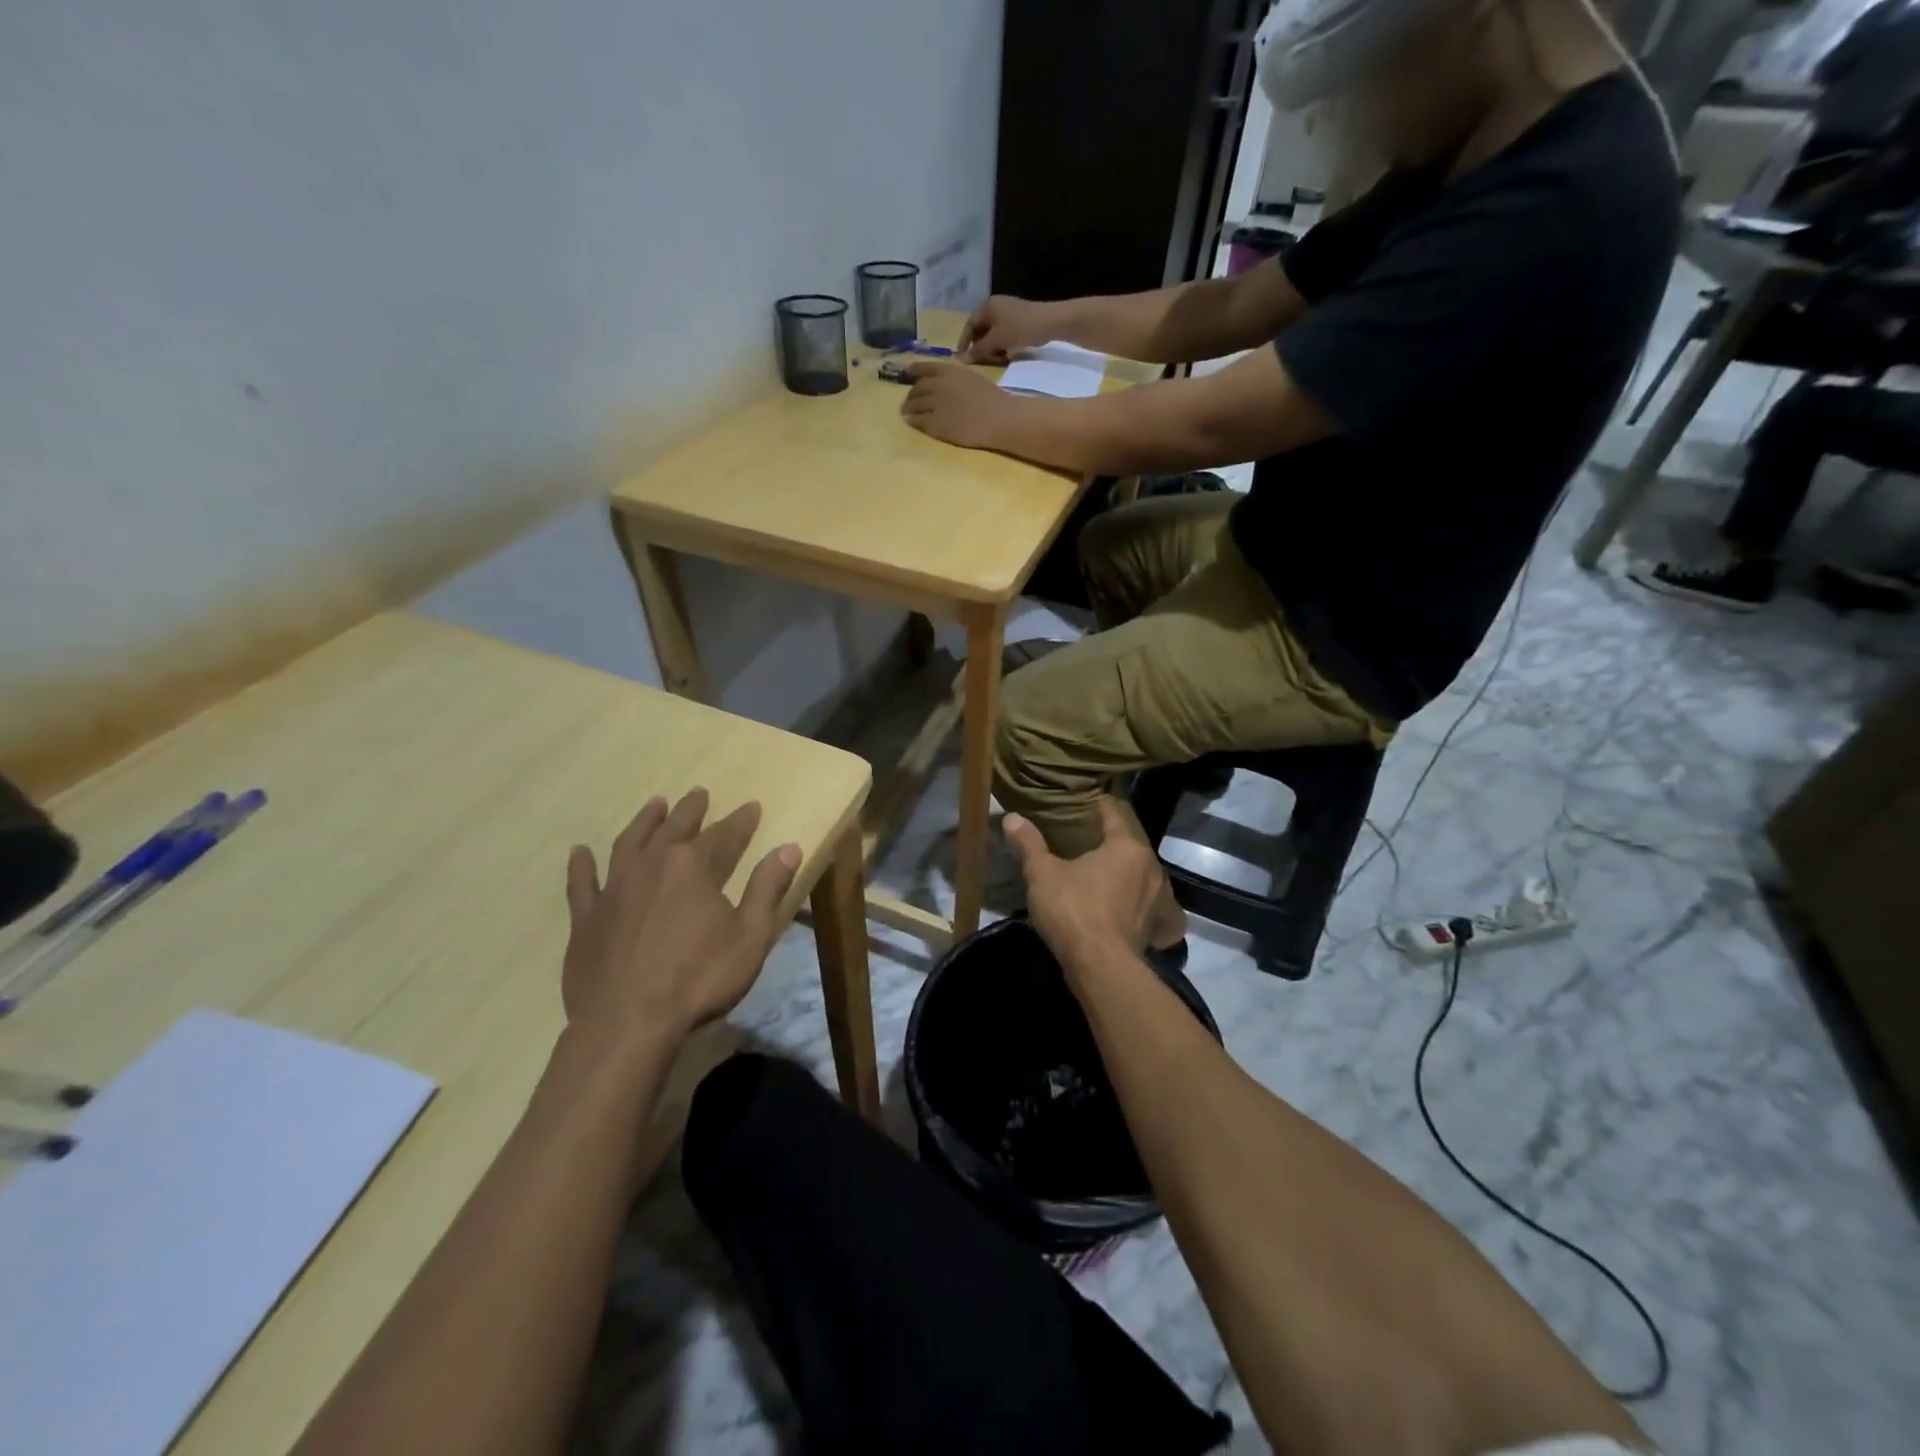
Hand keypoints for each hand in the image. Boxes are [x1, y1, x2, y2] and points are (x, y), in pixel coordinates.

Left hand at [562, 789, 800, 1046]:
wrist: (627, 1023)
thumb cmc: (699, 979)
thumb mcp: (750, 936)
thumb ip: (768, 888)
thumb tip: (788, 848)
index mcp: (694, 868)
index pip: (725, 835)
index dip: (741, 821)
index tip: (752, 806)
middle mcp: (652, 866)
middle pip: (674, 828)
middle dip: (691, 810)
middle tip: (699, 793)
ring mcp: (614, 890)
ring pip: (630, 843)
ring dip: (644, 822)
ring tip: (654, 805)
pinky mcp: (586, 919)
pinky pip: (581, 883)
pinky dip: (581, 865)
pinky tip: (579, 852)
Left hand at [901, 360, 1018, 450]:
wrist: (998, 418)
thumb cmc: (993, 398)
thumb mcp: (972, 378)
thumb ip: (955, 379)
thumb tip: (944, 384)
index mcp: (949, 371)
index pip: (924, 367)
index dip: (913, 370)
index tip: (907, 373)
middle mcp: (938, 385)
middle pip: (917, 388)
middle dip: (911, 394)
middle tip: (909, 400)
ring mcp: (935, 405)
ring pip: (914, 405)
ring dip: (908, 408)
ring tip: (906, 412)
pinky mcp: (935, 424)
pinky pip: (919, 421)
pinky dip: (913, 421)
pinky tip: (911, 422)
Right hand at [959, 294, 1057, 362]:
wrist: (1050, 322)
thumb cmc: (1019, 329)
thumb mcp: (996, 341)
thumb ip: (978, 351)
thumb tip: (961, 360)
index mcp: (987, 306)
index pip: (969, 324)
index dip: (964, 342)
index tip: (962, 358)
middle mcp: (995, 305)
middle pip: (981, 328)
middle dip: (979, 346)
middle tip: (980, 362)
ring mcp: (1008, 311)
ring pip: (993, 332)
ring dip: (991, 347)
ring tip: (994, 360)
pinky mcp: (1019, 318)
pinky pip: (1004, 332)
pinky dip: (1001, 344)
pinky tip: (1006, 355)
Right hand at [1003, 799, 1180, 967]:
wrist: (1101, 967)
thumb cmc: (1072, 909)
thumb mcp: (1042, 873)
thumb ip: (1029, 844)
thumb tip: (1012, 817)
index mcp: (1127, 847)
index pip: (1115, 816)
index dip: (1099, 808)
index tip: (1087, 804)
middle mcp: (1151, 868)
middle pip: (1131, 847)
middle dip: (1113, 844)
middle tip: (1089, 842)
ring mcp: (1159, 900)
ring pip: (1144, 878)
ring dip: (1129, 876)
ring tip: (1107, 878)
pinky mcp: (1157, 929)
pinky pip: (1154, 910)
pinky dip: (1146, 908)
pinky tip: (1134, 913)